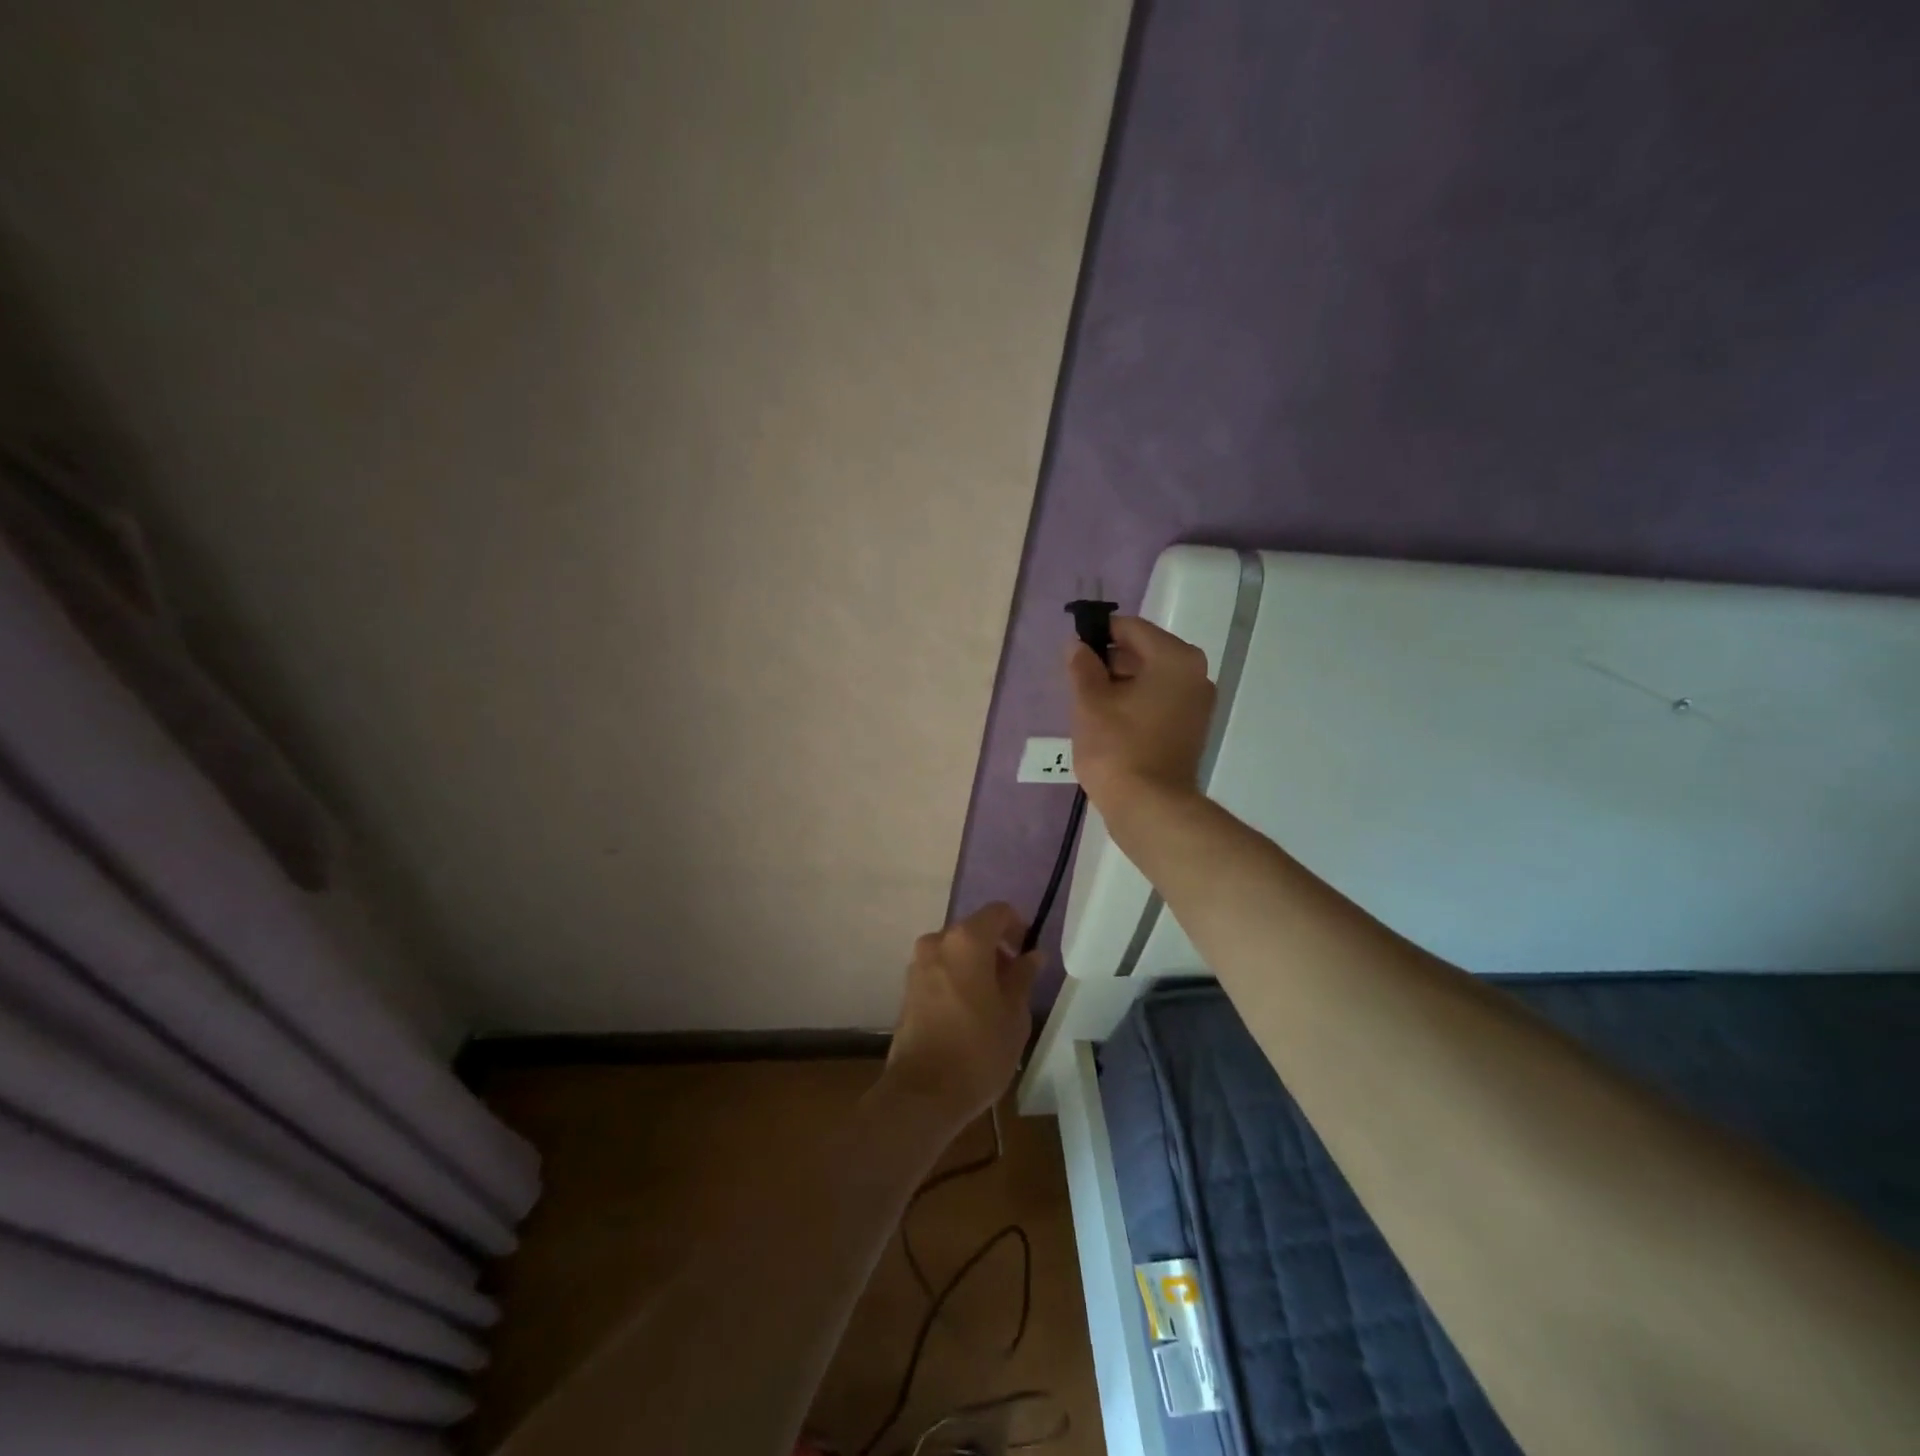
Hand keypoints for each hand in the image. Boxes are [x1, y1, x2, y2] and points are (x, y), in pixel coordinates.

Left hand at [884, 903, 1039, 1126]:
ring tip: (993, 1003)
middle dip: (995, 950)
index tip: (1027, 953)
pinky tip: (969, 1014)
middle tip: (1014, 984)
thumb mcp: (1014, 1015)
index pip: (998, 912)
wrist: (922, 1094)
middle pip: (973, 932)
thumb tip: (1031, 955)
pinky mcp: (907, 990)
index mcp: (966, 941)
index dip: (1017, 926)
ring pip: (955, 952)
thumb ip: (1022, 977)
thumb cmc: (978, 1050)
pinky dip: (956, 980)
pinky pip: (939, 971)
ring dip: (975, 966)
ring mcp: (917, 965)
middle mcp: (937, 943)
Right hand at [1068, 615, 1215, 814]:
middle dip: (1109, 662)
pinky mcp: (1191, 730)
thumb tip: (1078, 645)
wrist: (1150, 808)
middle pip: (1144, 652)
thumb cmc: (1118, 748)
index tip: (1073, 651)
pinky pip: (1159, 703)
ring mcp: (1197, 705)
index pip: (1131, 628)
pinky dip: (1135, 705)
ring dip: (1120, 685)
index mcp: (1175, 659)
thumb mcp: (1090, 702)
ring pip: (1151, 680)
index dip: (1098, 634)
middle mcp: (1195, 675)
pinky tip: (1109, 723)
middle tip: (1077, 683)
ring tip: (1089, 706)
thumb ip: (1082, 666)